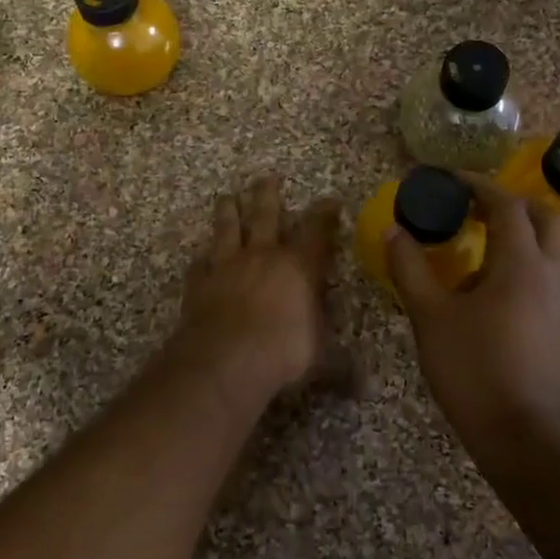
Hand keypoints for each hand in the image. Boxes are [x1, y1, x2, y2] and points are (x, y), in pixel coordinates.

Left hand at [164, 176, 341, 409]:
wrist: (225, 359)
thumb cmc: (282, 353)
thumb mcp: (319, 357)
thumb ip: (336, 362)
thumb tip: (360, 381)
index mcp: (298, 267)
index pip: (316, 231)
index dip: (324, 214)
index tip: (330, 200)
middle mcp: (262, 256)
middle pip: (265, 215)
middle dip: (268, 195)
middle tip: (266, 177)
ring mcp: (226, 266)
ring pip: (227, 229)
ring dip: (228, 212)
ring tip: (226, 197)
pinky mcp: (199, 283)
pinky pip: (200, 263)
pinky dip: (202, 258)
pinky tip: (200, 257)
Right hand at [387, 174, 559, 443]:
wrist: (525, 436)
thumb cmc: (473, 369)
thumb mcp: (430, 317)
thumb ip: (410, 269)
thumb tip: (394, 232)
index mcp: (521, 262)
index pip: (506, 205)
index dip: (479, 186)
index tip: (453, 180)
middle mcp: (555, 273)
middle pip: (546, 217)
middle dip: (513, 204)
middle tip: (478, 209)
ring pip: (557, 248)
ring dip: (527, 234)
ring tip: (488, 247)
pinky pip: (558, 277)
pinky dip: (534, 264)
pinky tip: (503, 289)